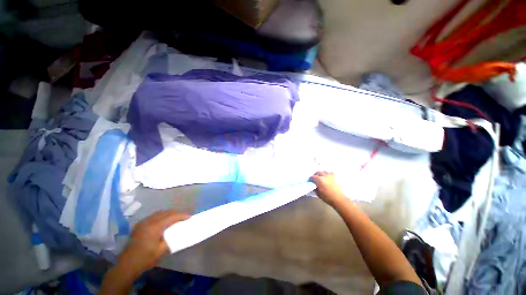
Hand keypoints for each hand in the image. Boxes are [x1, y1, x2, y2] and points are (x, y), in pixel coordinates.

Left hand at [117, 210, 189, 278]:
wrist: (126, 265)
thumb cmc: (145, 258)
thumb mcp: (162, 250)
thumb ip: (172, 239)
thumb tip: (179, 232)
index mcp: (155, 227)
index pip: (172, 216)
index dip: (182, 215)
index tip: (190, 217)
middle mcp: (149, 221)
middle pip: (166, 212)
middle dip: (177, 213)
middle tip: (184, 217)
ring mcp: (143, 222)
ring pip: (160, 213)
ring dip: (169, 214)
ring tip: (176, 219)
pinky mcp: (139, 225)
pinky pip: (153, 216)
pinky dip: (161, 216)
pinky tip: (164, 222)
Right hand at [310, 171, 345, 205]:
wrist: (339, 199)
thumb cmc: (328, 197)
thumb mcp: (318, 193)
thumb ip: (315, 187)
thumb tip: (313, 185)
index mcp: (320, 180)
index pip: (312, 177)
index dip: (310, 179)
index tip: (310, 181)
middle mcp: (325, 176)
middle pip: (318, 172)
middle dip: (315, 175)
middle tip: (314, 179)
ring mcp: (330, 175)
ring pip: (324, 172)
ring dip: (321, 174)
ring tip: (321, 177)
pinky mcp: (335, 176)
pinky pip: (329, 173)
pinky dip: (327, 174)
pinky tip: (327, 177)